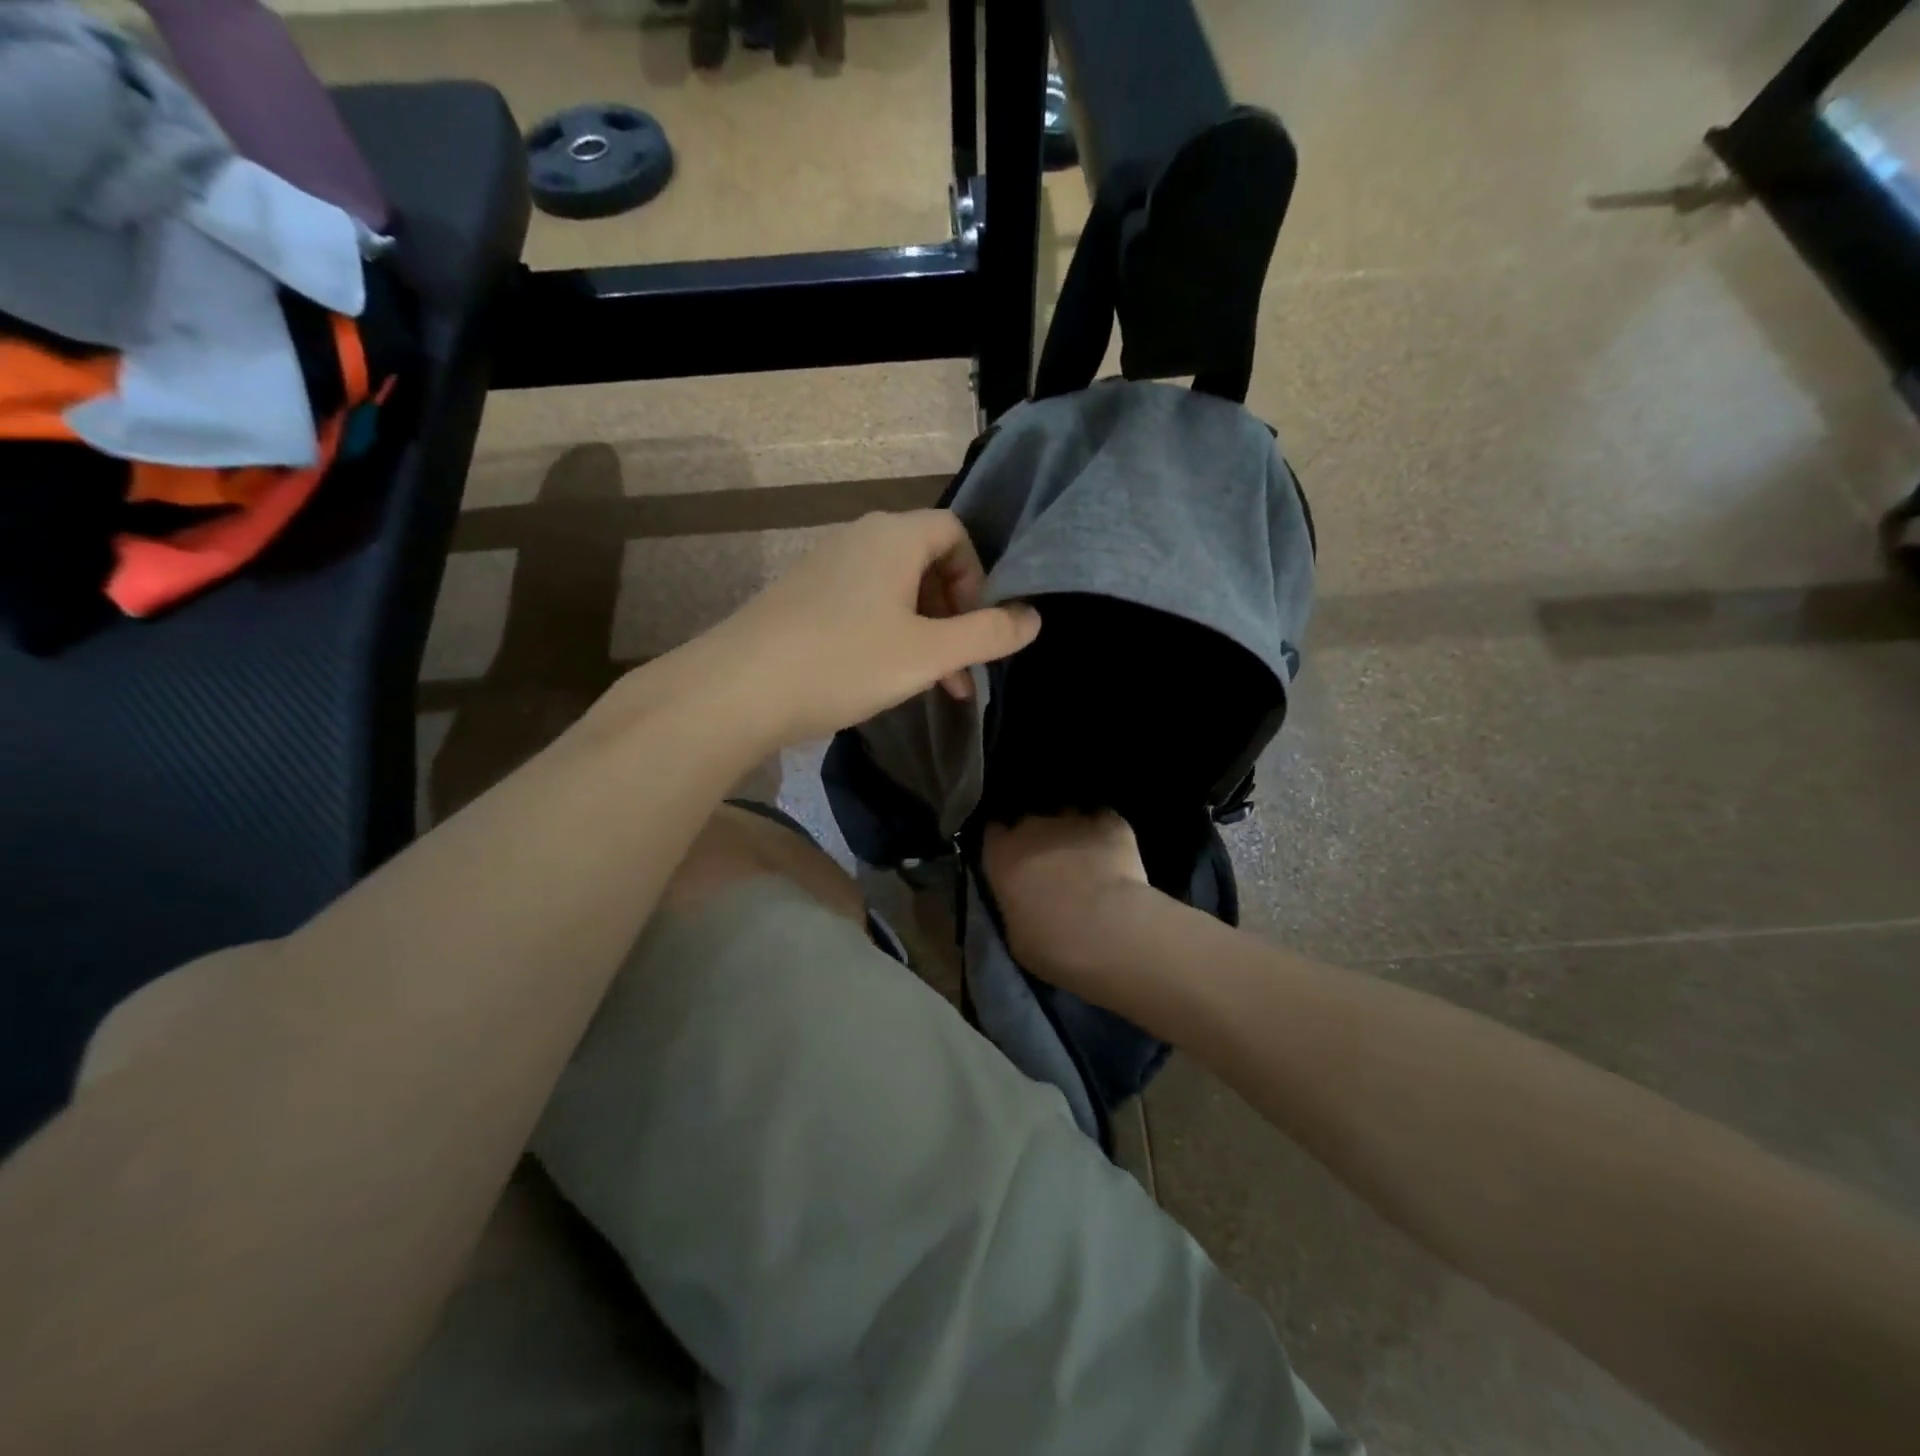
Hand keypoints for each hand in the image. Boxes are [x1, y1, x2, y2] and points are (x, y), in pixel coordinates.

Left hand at [693, 510, 1040, 746]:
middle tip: (960, 670)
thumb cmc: (844, 662)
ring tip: (930, 685)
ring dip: (923, 633)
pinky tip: (880, 678)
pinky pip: (861, 605)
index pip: (956, 533)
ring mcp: (824, 567)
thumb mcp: (928, 654)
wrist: (736, 690)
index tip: (978, 629)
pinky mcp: (800, 598)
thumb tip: (1034, 618)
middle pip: (926, 562)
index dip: (979, 578)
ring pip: (894, 590)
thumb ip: (988, 635)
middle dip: (954, 615)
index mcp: (894, 536)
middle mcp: (858, 538)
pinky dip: (886, 635)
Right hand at [982, 812, 1155, 993]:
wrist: (1107, 931)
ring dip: (1071, 831)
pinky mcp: (1110, 822)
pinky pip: (1103, 818)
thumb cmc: (1051, 944)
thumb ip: (1014, 904)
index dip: (1003, 843)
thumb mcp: (1015, 933)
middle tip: (1051, 863)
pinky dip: (1105, 832)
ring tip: (1084, 855)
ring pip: (1067, 814)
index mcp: (1002, 854)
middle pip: (1030, 820)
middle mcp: (1032, 827)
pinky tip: (1113, 850)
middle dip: (1038, 837)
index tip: (1011, 857)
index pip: (993, 832)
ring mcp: (1073, 819)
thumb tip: (1022, 899)